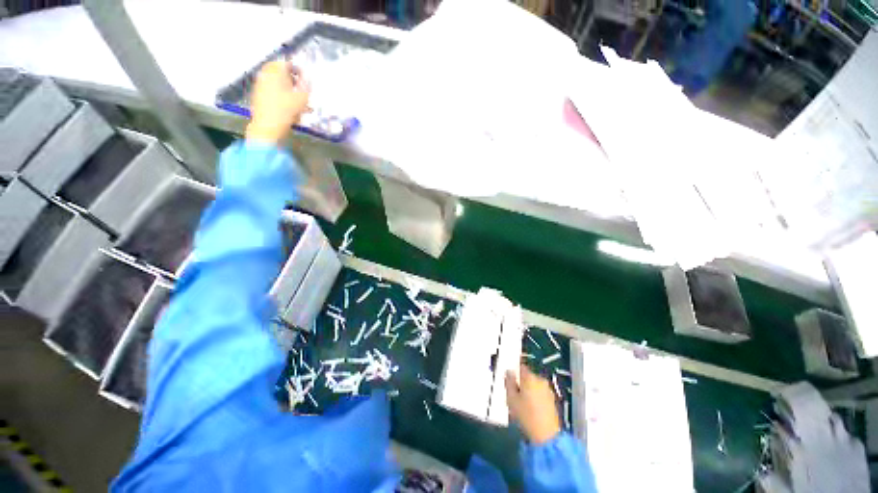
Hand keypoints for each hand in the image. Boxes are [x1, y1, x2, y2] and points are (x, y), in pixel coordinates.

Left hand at [245, 60, 310, 144]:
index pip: (287, 63)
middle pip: (280, 73)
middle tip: (303, 91)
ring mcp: (260, 85)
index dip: (298, 70)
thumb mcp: (302, 97)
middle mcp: (265, 74)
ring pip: (277, 84)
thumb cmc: (287, 109)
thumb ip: (306, 85)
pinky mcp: (258, 96)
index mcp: (275, 71)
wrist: (268, 126)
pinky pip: (272, 92)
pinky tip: (290, 109)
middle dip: (293, 81)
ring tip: (299, 104)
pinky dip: (281, 97)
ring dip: (289, 91)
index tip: (306, 80)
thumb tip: (308, 77)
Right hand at [506, 364, 560, 444]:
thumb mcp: (511, 398)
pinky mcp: (553, 401)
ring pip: (535, 385)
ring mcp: (548, 390)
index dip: (514, 371)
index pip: (520, 366)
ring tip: (522, 404)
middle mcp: (540, 380)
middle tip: (514, 394)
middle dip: (521, 382)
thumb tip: (509, 372)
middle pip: (528, 376)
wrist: (546, 436)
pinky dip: (536, 398)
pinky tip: (531, 409)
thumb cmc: (525, 415)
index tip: (509, 379)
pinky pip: (541, 394)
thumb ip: (508, 382)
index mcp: (530, 377)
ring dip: (529, 390)